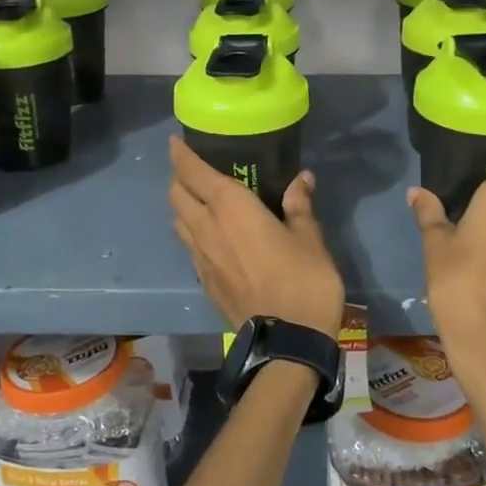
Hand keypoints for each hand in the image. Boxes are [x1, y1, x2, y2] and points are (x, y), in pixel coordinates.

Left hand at [168, 137, 344, 334]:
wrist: (286, 343)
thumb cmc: (303, 281)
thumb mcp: (309, 238)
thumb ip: (299, 205)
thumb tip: (301, 179)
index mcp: (231, 208)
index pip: (194, 172)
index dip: (181, 155)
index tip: (176, 142)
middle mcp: (207, 228)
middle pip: (177, 195)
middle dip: (180, 178)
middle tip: (196, 170)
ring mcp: (201, 258)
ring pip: (178, 222)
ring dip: (183, 207)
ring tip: (202, 202)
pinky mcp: (204, 283)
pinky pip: (190, 248)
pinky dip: (193, 234)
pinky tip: (213, 238)